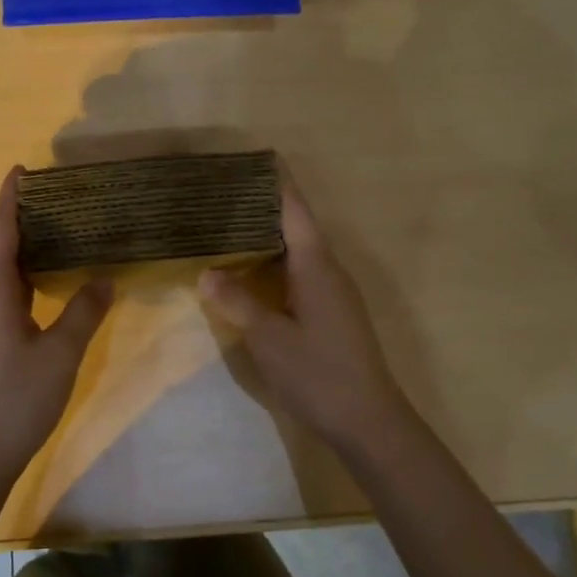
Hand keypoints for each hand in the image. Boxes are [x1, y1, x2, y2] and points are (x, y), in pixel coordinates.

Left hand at [0, 168, 112, 475]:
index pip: (0, 230)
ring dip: (23, 253)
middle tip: (60, 202)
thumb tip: (104, 279)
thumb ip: (83, 311)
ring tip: (59, 236)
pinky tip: (45, 286)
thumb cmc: (16, 399)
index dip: (10, 198)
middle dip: (23, 222)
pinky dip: (21, 280)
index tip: (22, 169)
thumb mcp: (60, 353)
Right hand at [199, 172, 411, 453]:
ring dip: (268, 237)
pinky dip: (274, 264)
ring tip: (229, 227)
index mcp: (316, 265)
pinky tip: (251, 274)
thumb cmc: (318, 373)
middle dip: (264, 207)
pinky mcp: (332, 313)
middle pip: (296, 226)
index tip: (258, 156)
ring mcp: (334, 292)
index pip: (295, 210)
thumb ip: (238, 302)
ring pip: (298, 251)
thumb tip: (207, 273)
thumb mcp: (269, 338)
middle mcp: (329, 270)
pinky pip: (300, 273)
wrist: (368, 420)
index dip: (277, 183)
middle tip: (225, 195)